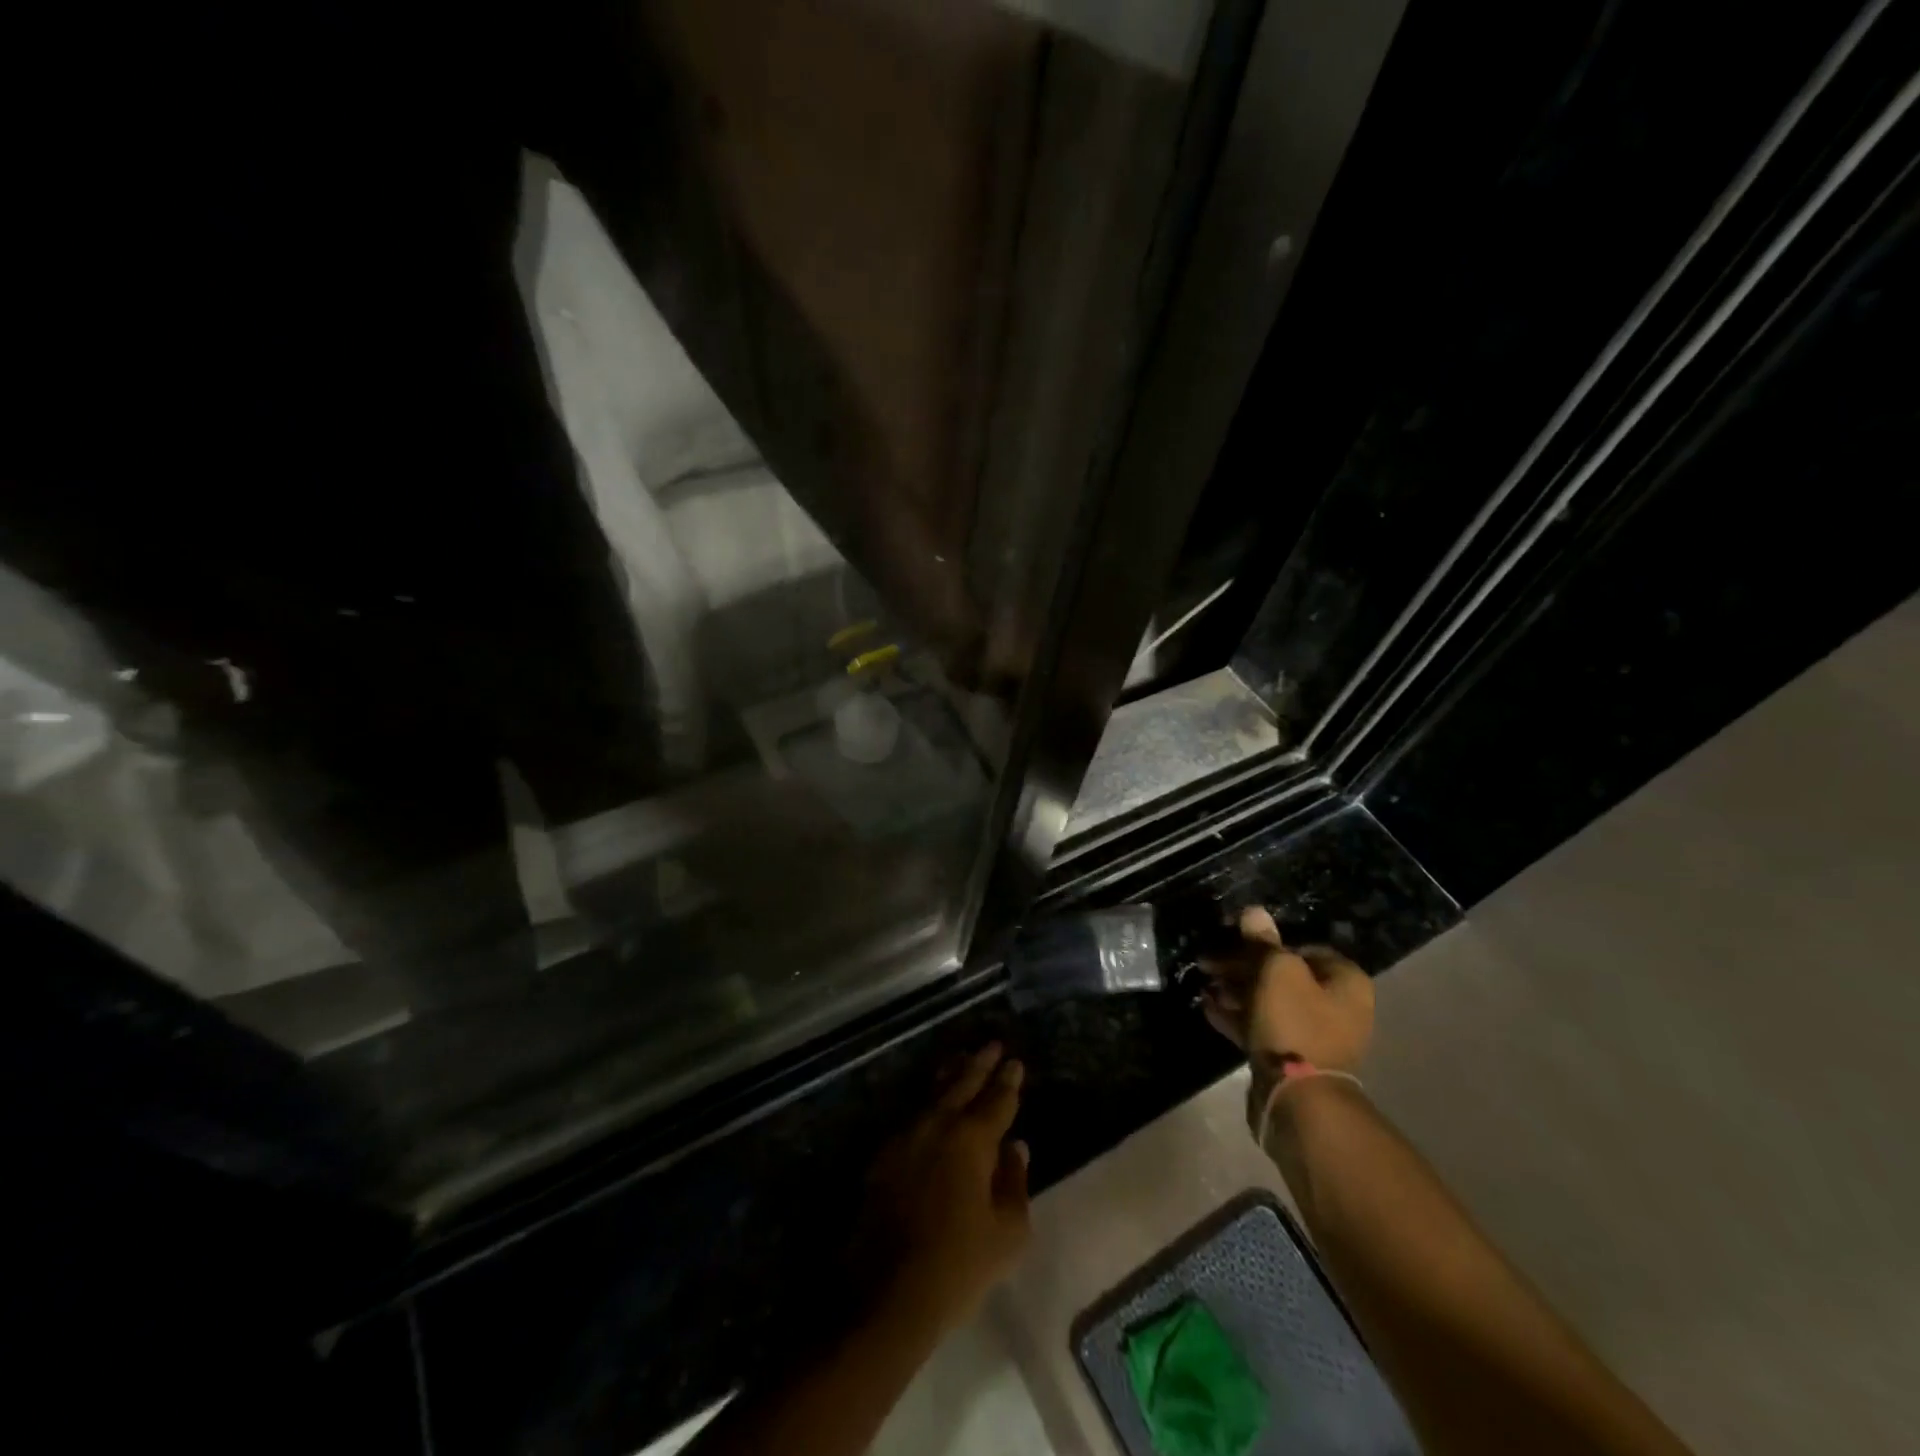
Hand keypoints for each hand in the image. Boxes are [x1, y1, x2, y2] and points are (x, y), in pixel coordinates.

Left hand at [864, 1043, 1031, 1336]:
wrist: (886, 1293)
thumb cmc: (958, 1266)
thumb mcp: (1007, 1234)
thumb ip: (1015, 1183)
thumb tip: (1015, 1148)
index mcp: (972, 1139)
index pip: (996, 1101)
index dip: (1008, 1081)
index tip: (1015, 1062)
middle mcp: (937, 1126)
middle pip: (962, 1085)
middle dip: (980, 1064)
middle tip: (992, 1045)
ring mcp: (905, 1137)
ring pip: (933, 1095)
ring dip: (951, 1075)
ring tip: (961, 1059)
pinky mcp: (884, 1156)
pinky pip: (913, 1115)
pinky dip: (929, 1102)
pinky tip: (932, 1104)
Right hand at [1202, 906, 1373, 1073]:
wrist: (1298, 1098)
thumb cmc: (1294, 1023)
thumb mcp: (1276, 971)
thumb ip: (1264, 942)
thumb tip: (1254, 911)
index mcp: (1345, 981)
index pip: (1301, 947)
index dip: (1264, 942)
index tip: (1232, 940)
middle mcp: (1337, 1006)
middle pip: (1282, 975)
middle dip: (1242, 968)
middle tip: (1207, 964)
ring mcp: (1315, 1035)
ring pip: (1269, 1002)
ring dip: (1236, 992)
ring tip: (1204, 986)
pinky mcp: (1292, 1059)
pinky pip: (1262, 1028)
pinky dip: (1237, 1017)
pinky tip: (1208, 1009)